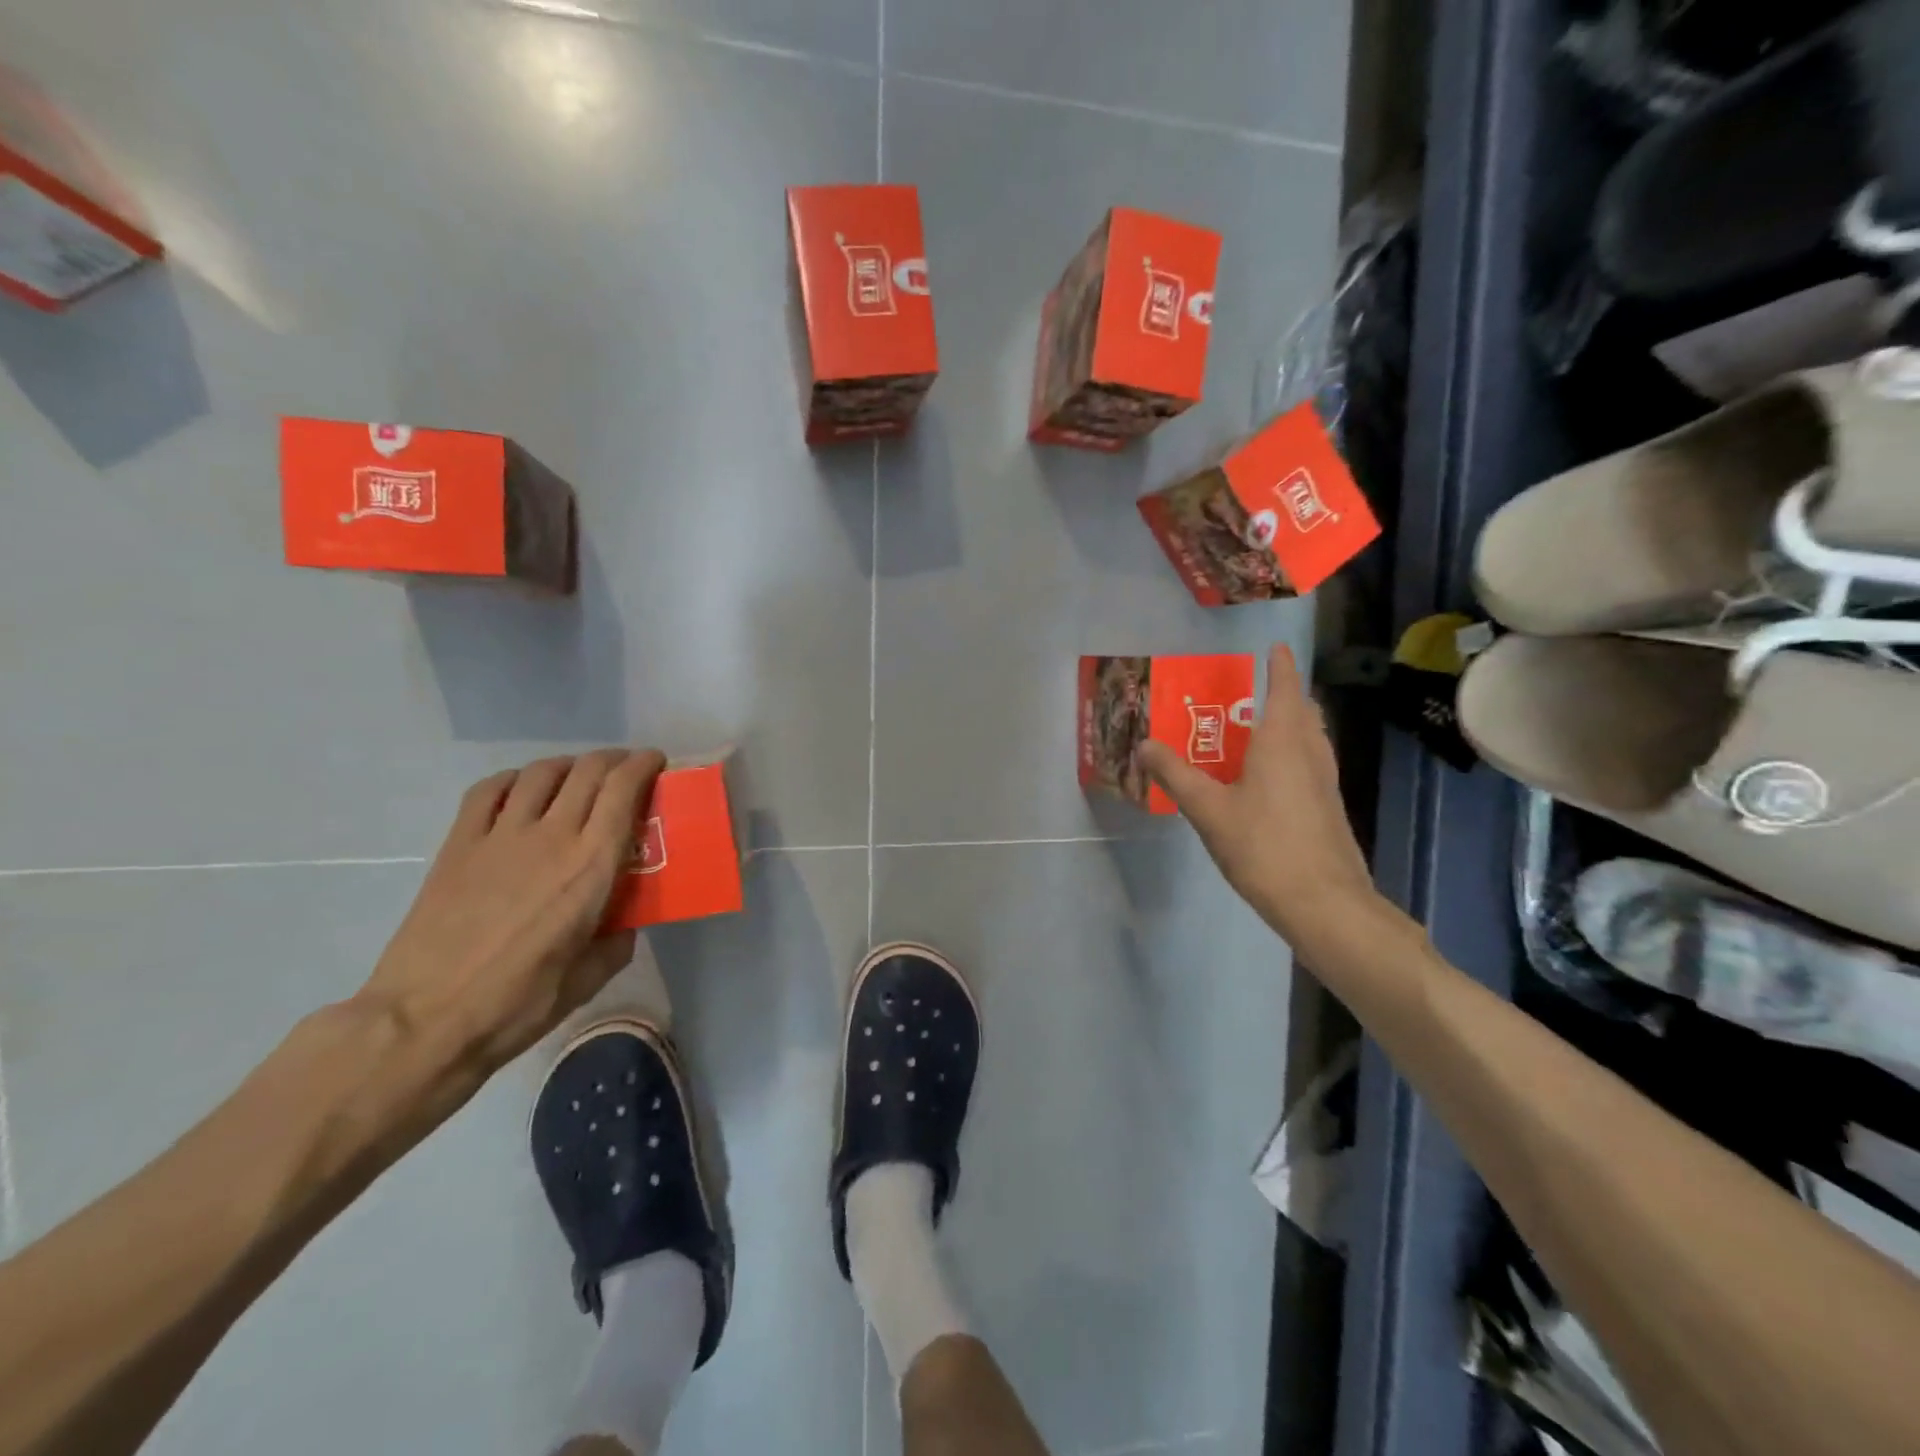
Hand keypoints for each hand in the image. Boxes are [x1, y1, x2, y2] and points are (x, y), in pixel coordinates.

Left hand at [355, 749, 664, 1087]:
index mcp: (592, 866)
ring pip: (542, 772)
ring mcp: (500, 836)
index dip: (644, 766)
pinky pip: (489, 790)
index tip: (656, 763)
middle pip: (588, 771)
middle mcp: (552, 836)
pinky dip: (515, 779)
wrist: (425, 1020)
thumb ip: (616, 941)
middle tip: (626, 770)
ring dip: (569, 766)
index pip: (624, 790)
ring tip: (578, 777)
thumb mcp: (589, 978)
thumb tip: (623, 923)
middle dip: (615, 760)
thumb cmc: (518, 1003)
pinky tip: (522, 791)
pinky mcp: (458, 845)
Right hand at [1141, 646, 1376, 947]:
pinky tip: (1269, 777)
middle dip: (1284, 694)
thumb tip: (1144, 744)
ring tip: (1258, 728)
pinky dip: (1292, 752)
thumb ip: (1175, 775)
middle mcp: (1309, 752)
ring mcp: (1324, 781)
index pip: (1284, 689)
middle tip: (1253, 691)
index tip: (1274, 646)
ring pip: (1311, 737)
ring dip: (1291, 723)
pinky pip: (1310, 762)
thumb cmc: (1263, 846)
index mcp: (1282, 742)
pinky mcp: (1328, 806)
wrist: (1324, 902)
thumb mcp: (1208, 810)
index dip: (1279, 665)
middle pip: (1303, 710)